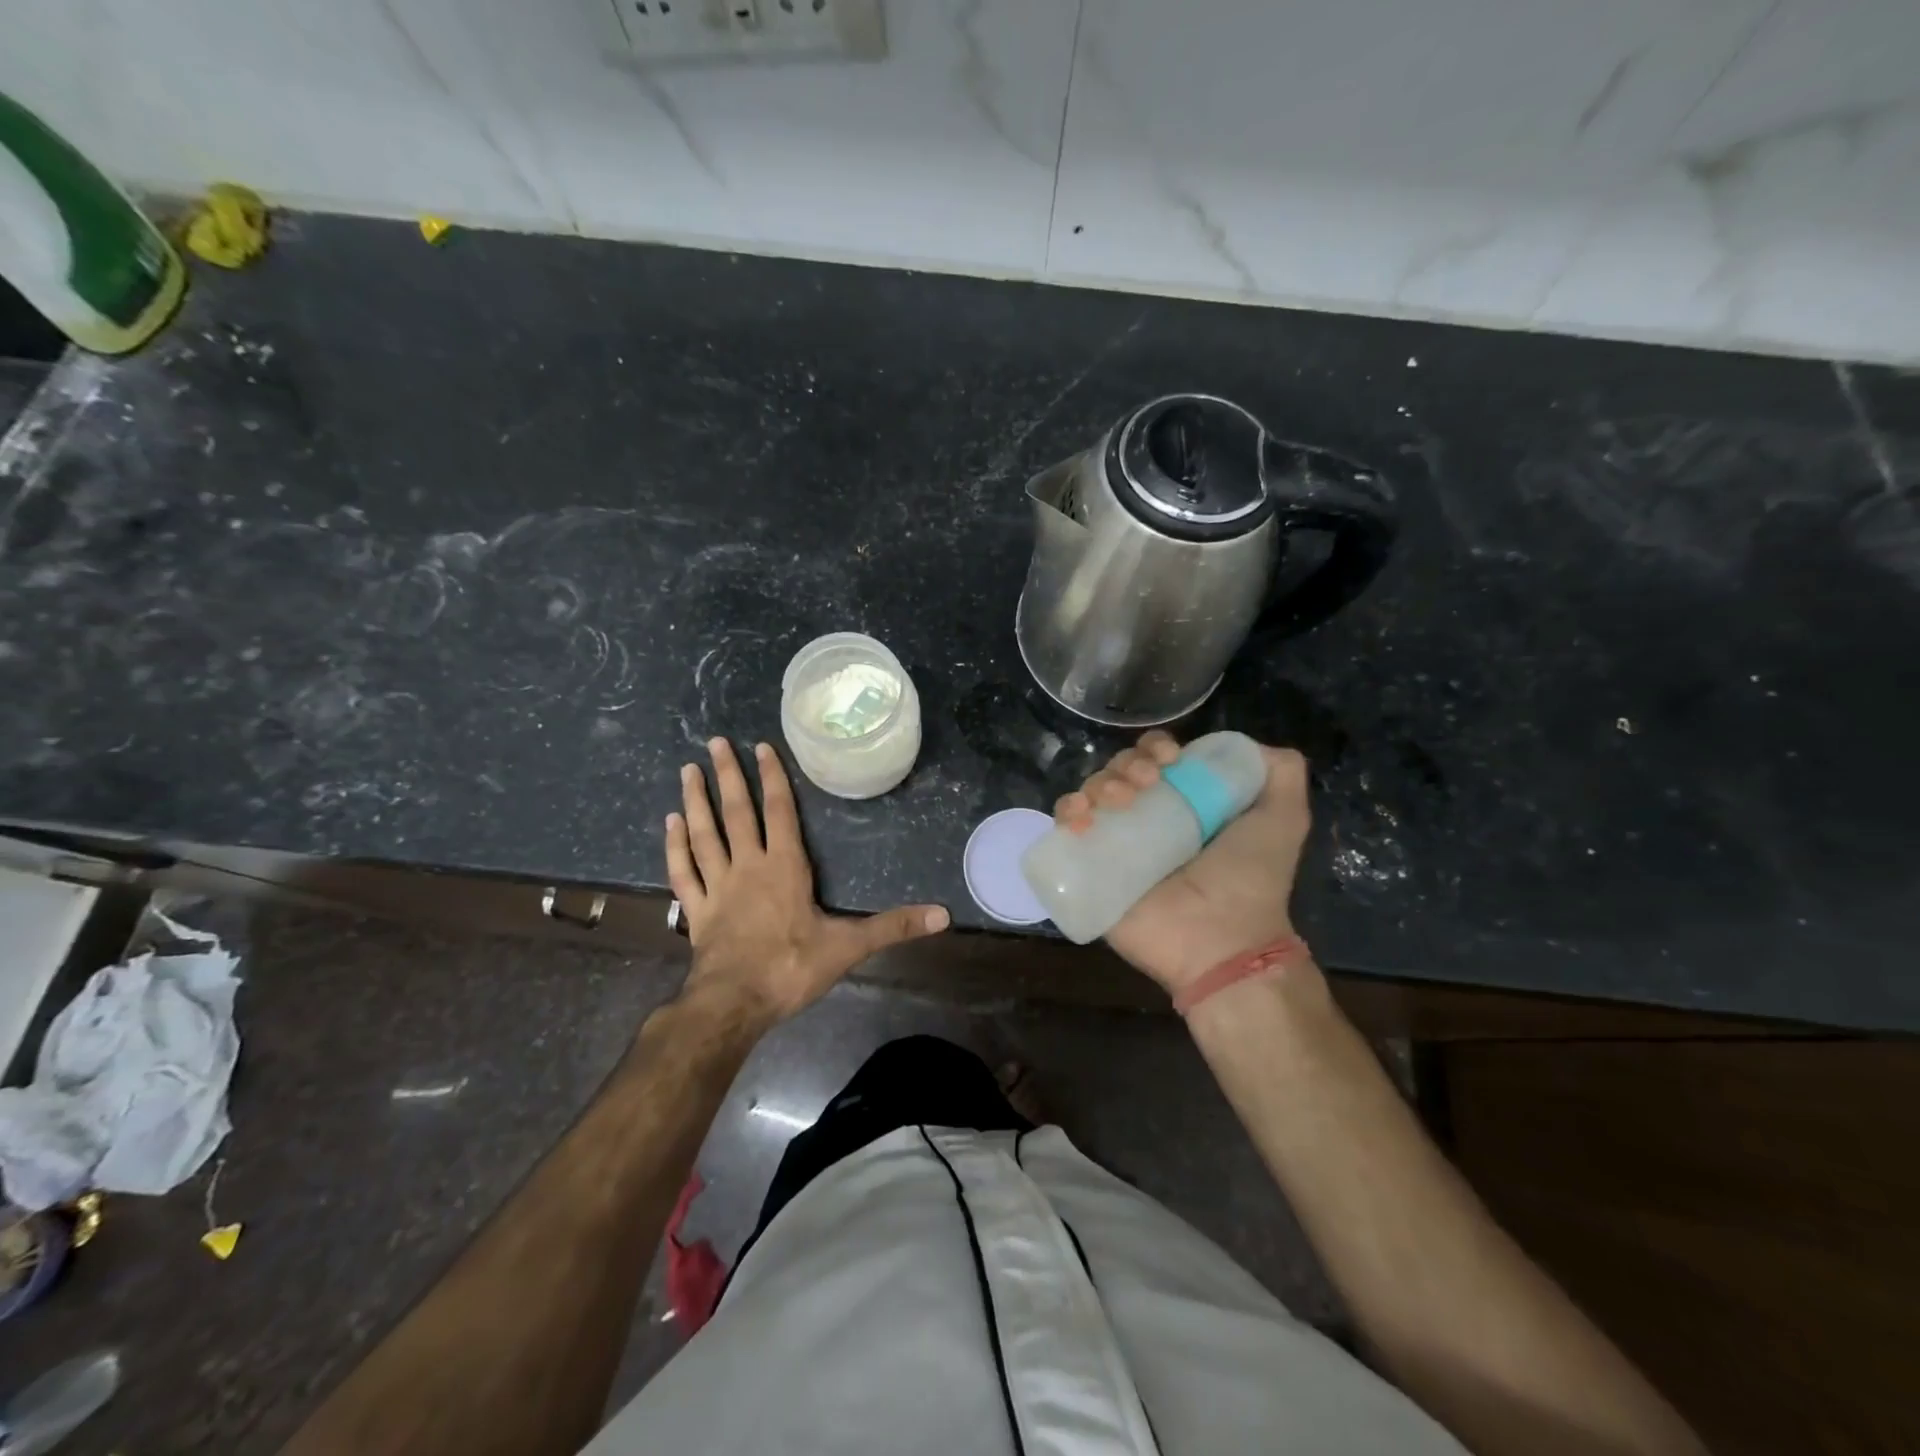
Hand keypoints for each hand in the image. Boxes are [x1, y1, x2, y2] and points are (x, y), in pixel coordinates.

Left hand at [665, 737, 949, 1024]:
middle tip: (714, 741)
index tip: (761, 747)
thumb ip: (894, 927)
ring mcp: (717, 887)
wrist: (734, 1004)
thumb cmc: (791, 968)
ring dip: (696, 800)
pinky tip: (669, 823)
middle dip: (728, 775)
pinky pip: (683, 870)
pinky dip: (675, 845)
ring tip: (687, 769)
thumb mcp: (849, 946)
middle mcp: (748, 866)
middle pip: (737, 812)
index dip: (772, 778)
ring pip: (704, 834)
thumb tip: (943, 915)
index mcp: (784, 867)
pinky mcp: (696, 910)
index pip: (779, 812)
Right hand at [1054, 731, 1311, 994]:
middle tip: (1146, 783)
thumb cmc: (1250, 880)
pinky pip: (1064, 828)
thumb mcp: (1285, 819)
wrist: (1222, 941)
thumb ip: (1282, 774)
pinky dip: (1067, 811)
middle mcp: (1146, 818)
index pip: (1155, 758)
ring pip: (1091, 791)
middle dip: (1127, 764)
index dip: (1155, 748)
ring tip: (1119, 802)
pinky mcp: (1088, 868)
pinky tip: (1083, 819)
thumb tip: (1250, 745)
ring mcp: (1114, 843)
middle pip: (1119, 770)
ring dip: (1099, 783)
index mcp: (1184, 803)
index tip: (1169, 759)